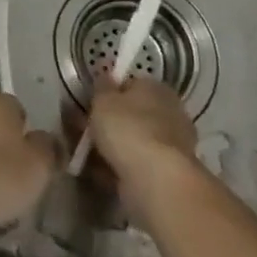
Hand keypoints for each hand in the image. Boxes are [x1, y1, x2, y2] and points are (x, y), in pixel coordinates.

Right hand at [83, 74, 201, 224]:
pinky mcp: (168, 173)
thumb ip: (101, 86)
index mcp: (157, 88)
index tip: (91, 102)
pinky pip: (137, 163)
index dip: (109, 92)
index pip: (131, 83)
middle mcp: (170, 113)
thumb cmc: (128, 128)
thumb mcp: (103, 99)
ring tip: (86, 153)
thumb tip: (105, 75)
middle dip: (111, 121)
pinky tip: (100, 172)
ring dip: (113, 145)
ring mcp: (172, 146)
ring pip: (134, 140)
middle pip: (134, 113)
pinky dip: (120, 166)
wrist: (157, 181)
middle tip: (84, 129)